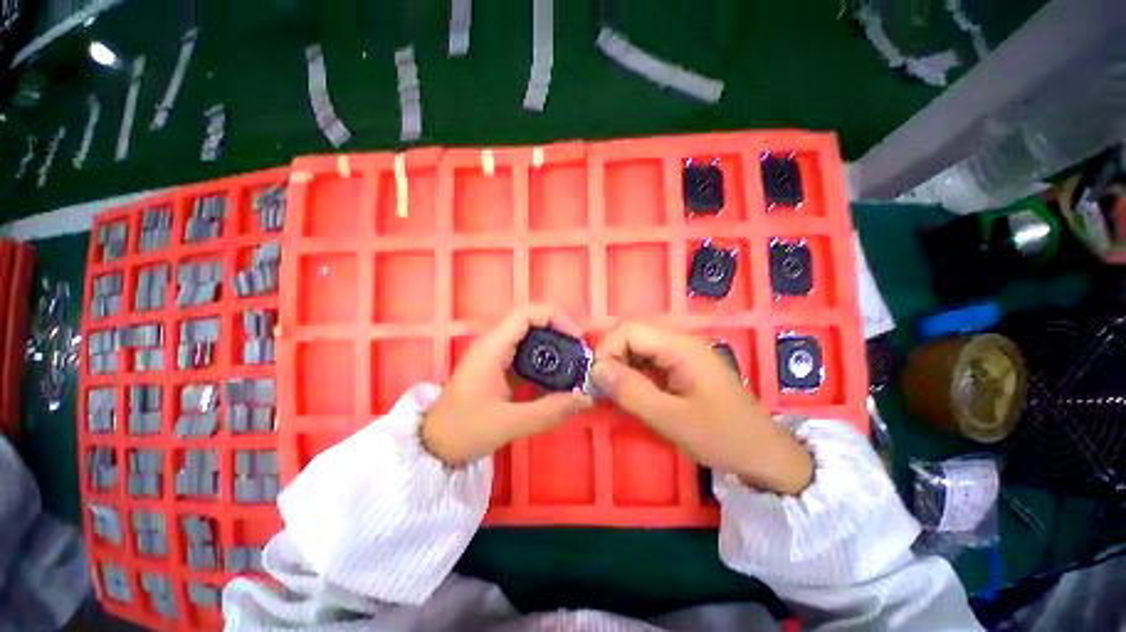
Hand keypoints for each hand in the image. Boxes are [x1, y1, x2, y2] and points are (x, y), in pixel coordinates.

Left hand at [422, 306, 592, 465]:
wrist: (432, 444)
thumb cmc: (464, 430)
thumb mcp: (510, 423)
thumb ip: (550, 411)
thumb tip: (585, 398)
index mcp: (493, 347)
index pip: (527, 313)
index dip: (555, 318)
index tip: (576, 337)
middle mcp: (494, 344)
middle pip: (531, 322)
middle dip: (559, 331)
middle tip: (579, 352)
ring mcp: (495, 355)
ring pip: (530, 338)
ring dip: (553, 347)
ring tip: (573, 364)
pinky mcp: (498, 368)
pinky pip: (525, 355)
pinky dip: (544, 362)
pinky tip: (555, 379)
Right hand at [592, 323, 813, 495]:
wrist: (764, 455)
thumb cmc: (721, 437)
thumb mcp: (671, 419)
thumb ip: (631, 391)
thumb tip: (596, 369)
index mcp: (680, 346)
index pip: (629, 330)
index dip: (606, 349)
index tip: (597, 380)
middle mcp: (680, 341)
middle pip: (632, 334)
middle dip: (612, 357)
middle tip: (603, 389)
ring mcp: (682, 353)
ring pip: (639, 347)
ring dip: (621, 366)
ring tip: (614, 393)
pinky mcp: (682, 366)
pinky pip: (649, 360)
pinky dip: (634, 373)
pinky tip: (632, 393)